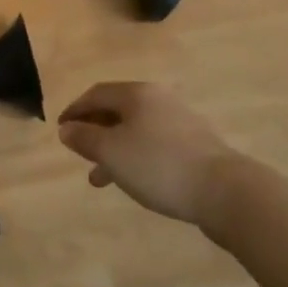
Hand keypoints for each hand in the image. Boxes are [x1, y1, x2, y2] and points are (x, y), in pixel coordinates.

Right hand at [58, 82, 238, 232]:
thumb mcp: (111, 152)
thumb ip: (84, 138)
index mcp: (137, 94)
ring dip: (114, 150)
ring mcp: (181, 123)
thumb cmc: (159, 165)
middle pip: (117, 110)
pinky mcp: (196, 147)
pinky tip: (135, 181)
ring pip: (136, 131)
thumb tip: (66, 129)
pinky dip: (137, 158)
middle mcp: (159, 100)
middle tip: (79, 152)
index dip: (75, 110)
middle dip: (95, 131)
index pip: (96, 94)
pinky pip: (155, 146)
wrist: (226, 192)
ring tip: (100, 178)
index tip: (61, 130)